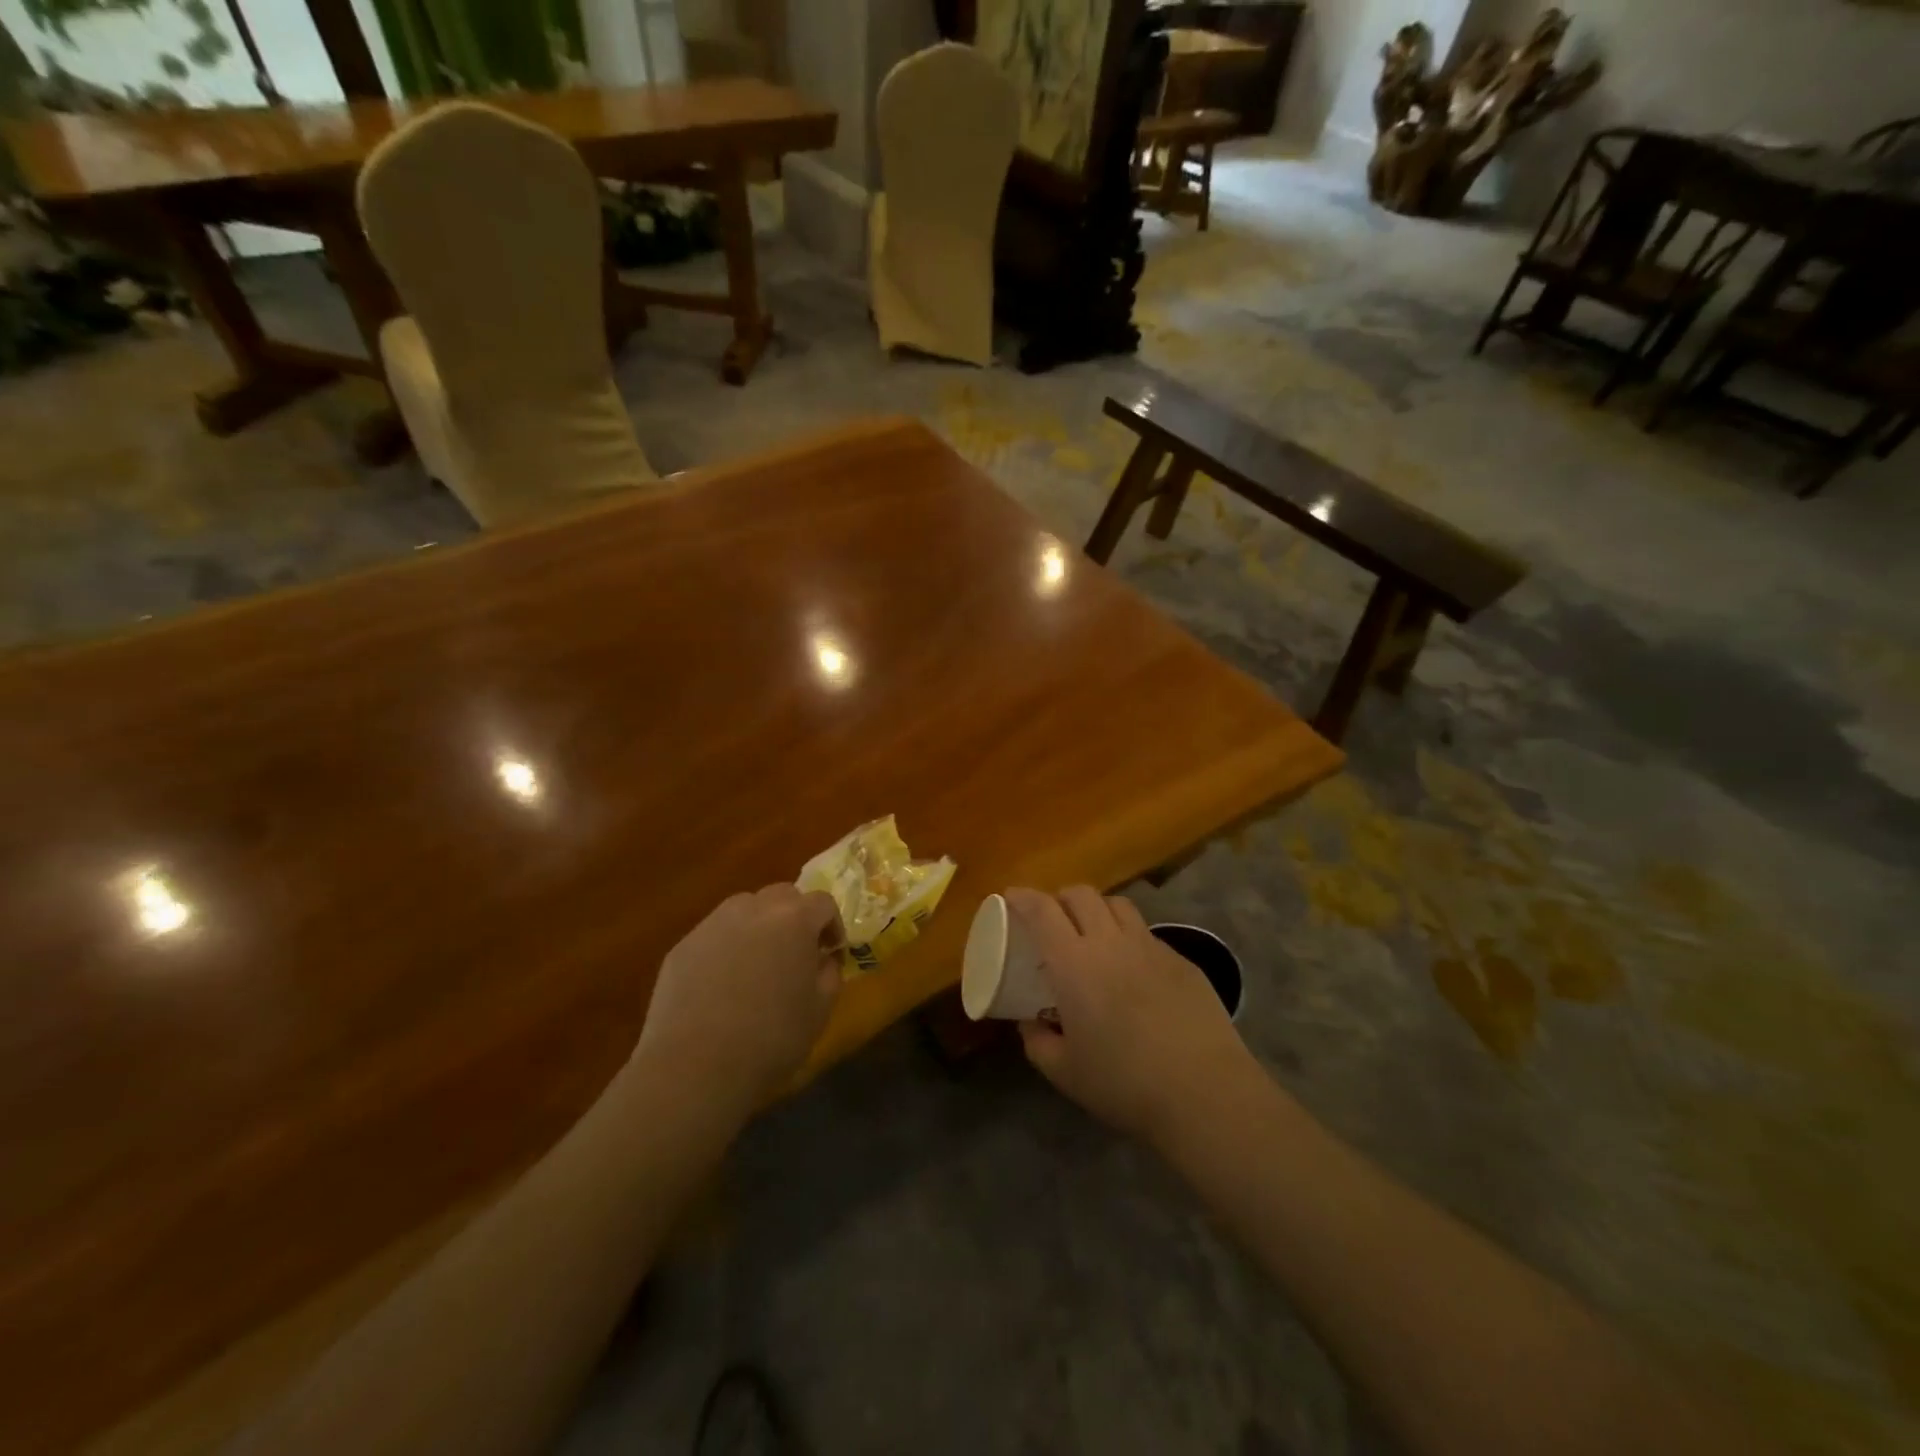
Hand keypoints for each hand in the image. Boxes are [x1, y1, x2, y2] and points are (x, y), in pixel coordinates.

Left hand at [636, 884, 844, 1114]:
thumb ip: (829, 973)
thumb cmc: (771, 1038)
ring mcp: (712, 924)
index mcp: (793, 919)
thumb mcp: (820, 1010)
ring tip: (758, 964)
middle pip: (782, 895)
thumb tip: (823, 959)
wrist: (695, 1067)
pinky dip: (726, 948)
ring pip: (745, 909)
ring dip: (759, 926)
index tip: (831, 952)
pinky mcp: (683, 946)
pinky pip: (714, 935)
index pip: (822, 902)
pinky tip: (722, 985)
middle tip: (797, 952)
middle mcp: (753, 909)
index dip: (832, 925)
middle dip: (795, 917)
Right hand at [1010, 886, 1256, 1146]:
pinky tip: (1132, 969)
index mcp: (1074, 964)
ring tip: (1092, 934)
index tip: (1011, 896)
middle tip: (1052, 920)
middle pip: (1081, 894)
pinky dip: (1129, 937)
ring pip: (1117, 904)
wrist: (1204, 1092)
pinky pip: (1147, 933)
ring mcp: (1150, 947)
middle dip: (1059, 898)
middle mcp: (1110, 943)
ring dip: (1096, 909)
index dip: (1023, 897)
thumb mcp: (1064, 1072)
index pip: (1042, 911)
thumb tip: (1029, 1023)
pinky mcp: (1181, 961)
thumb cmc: (1124, 1084)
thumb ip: (1037, 1042)